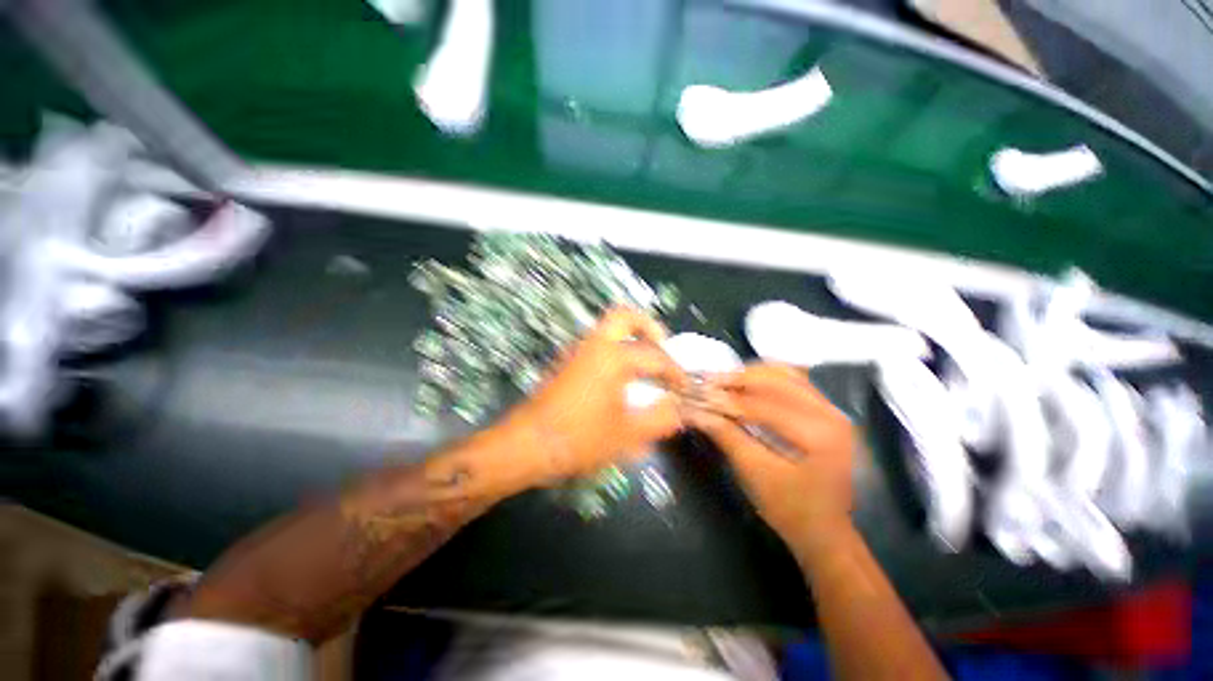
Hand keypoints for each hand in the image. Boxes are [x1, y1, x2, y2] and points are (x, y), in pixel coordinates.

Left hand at [508, 307, 686, 483]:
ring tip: (646, 362)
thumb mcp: (628, 434)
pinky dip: (616, 348)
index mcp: (613, 357)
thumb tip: (679, 408)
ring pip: (608, 328)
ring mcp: (577, 351)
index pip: (655, 356)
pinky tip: (622, 376)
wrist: (528, 444)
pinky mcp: (567, 362)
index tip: (684, 387)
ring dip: (631, 337)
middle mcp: (595, 345)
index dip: (675, 372)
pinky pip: (598, 343)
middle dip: (648, 326)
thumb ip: (660, 419)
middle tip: (663, 345)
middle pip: (624, 315)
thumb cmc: (580, 438)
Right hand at [687, 364, 855, 549]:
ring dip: (750, 373)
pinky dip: (766, 376)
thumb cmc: (790, 509)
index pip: (763, 405)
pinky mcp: (826, 410)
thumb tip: (695, 412)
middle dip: (737, 379)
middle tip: (707, 383)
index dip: (726, 399)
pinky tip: (747, 380)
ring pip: (785, 374)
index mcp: (818, 434)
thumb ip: (726, 436)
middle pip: (776, 380)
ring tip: (722, 380)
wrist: (825, 530)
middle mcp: (831, 413)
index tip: (698, 396)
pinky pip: (794, 379)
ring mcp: (832, 409)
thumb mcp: (754, 473)